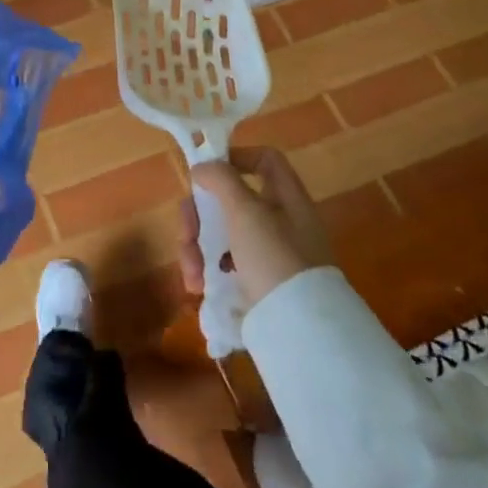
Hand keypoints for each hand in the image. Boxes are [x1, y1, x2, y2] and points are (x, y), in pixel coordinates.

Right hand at [179, 147, 332, 309]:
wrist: (300, 328)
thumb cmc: (275, 258)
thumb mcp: (246, 212)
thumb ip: (222, 180)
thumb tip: (203, 167)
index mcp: (286, 197)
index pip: (264, 160)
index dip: (235, 158)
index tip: (206, 173)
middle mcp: (279, 220)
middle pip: (230, 199)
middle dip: (200, 215)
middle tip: (187, 233)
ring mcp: (268, 252)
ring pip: (221, 232)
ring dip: (197, 247)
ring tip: (192, 273)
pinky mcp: (257, 280)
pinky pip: (224, 262)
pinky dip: (208, 270)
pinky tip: (199, 286)